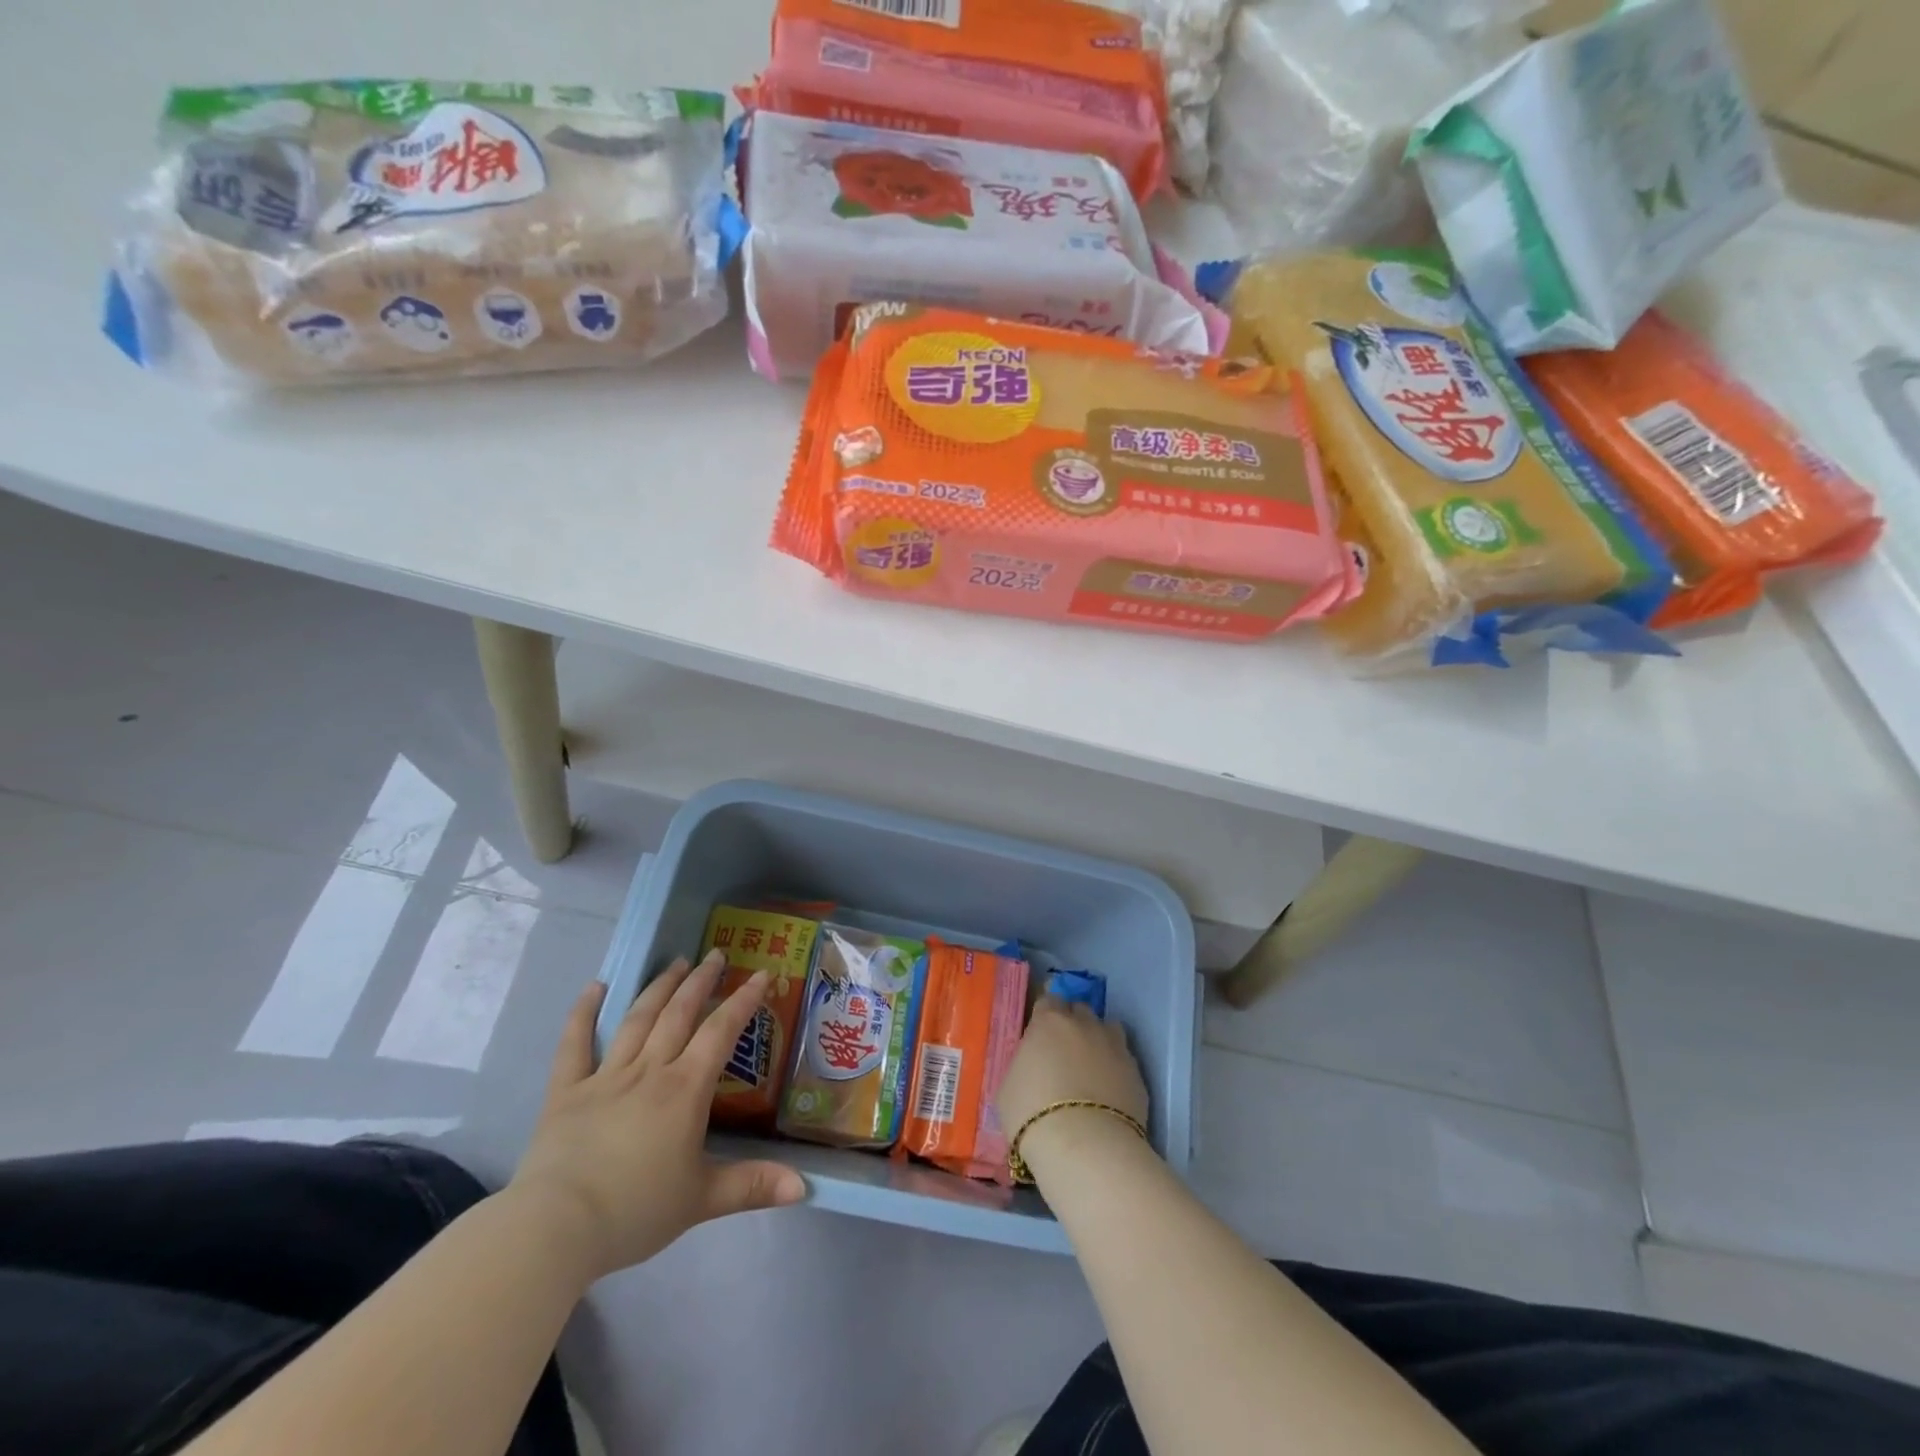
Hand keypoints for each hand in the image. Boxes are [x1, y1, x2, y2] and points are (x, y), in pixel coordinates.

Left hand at [508, 952, 805, 1281]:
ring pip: (638, 1019)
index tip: (762, 973)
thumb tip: (804, 1188)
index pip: (721, 1032)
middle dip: (701, 981)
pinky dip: (583, 1013)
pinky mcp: (566, 1092)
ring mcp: (605, 1077)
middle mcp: (649, 1070)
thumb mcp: (702, 1200)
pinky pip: (574, 1045)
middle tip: (716, 954)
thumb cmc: (635, 1211)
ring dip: (660, 987)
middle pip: (680, 1013)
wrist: (556, 1229)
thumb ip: (753, 1185)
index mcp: (685, 1089)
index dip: (744, 1000)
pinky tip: (595, 987)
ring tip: (676, 962)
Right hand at [996, 995, 1149, 1143]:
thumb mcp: (1008, 1086)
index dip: (1044, 1016)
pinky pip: (1125, 1059)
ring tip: (1091, 1066)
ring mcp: (1115, 1046)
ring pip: (1108, 1028)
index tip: (1040, 1035)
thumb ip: (1023, 1064)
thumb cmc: (1032, 1114)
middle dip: (1072, 1023)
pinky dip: (1116, 1068)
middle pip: (1079, 1010)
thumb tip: (1031, 1065)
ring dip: (1099, 1039)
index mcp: (1049, 1021)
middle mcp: (1084, 1024)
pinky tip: (1109, 1091)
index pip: (1048, 1000)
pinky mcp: (1136, 1072)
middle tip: (1063, 1051)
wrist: (1085, 1147)